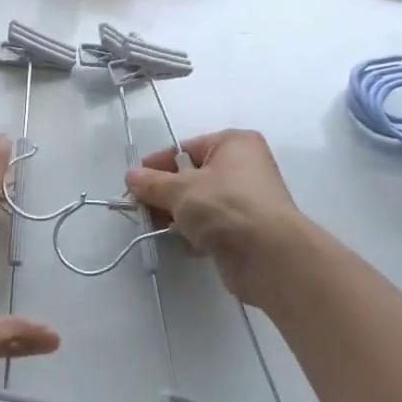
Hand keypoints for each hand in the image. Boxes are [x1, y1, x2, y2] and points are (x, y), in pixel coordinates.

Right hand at [126, 130, 319, 308]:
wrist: (270, 257)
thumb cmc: (226, 207)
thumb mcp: (181, 190)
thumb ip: (152, 183)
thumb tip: (131, 176)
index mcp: (234, 144)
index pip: (185, 149)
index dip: (158, 165)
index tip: (134, 182)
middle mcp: (244, 167)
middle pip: (192, 177)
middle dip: (165, 194)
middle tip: (141, 208)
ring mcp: (247, 200)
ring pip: (200, 203)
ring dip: (178, 215)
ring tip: (157, 227)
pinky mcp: (247, 230)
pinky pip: (212, 225)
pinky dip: (196, 233)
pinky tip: (183, 244)